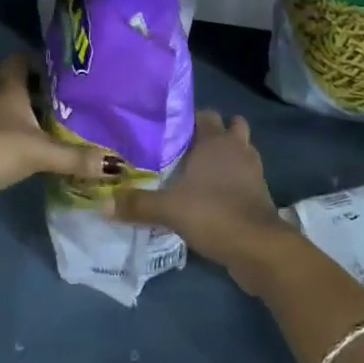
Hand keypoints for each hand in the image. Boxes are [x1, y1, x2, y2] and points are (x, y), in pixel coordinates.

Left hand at [0, 54, 115, 222]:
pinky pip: (8, 138)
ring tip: (67, 126)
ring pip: (15, 114)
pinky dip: (25, 143)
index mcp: (8, 87)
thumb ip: (76, 157)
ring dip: (35, 119)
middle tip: (76, 99)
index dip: (40, 59)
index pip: (21, 59)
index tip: (66, 67)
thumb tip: (118, 163)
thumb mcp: (40, 151)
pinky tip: (44, 154)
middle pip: (21, 87)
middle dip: (45, 92)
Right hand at [113, 110, 294, 289]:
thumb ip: (137, 204)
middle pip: (229, 127)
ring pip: (240, 152)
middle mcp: (237, 148)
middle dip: (212, 135)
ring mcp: (253, 171)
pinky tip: (213, 197)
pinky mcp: (260, 194)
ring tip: (199, 172)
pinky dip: (234, 182)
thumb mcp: (169, 210)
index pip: (204, 114)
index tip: (168, 130)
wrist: (259, 248)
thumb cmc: (214, 214)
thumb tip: (103, 204)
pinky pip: (245, 178)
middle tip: (185, 150)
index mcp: (215, 140)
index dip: (188, 119)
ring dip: (226, 158)